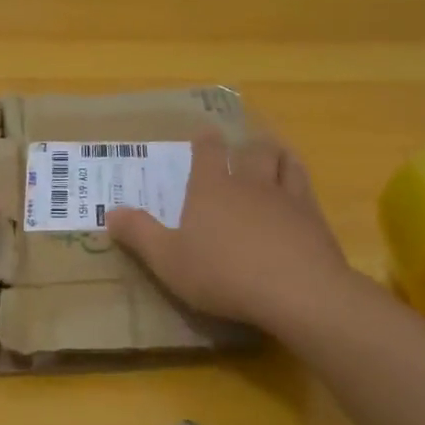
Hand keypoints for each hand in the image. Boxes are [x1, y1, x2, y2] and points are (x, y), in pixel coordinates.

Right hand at [107, 131, 362, 338]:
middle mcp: (249, 183)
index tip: (205, 133)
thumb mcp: (168, 260)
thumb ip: (139, 235)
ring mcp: (286, 197)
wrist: (296, 291)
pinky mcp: (314, 218)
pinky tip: (299, 191)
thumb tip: (110, 212)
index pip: (207, 152)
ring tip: (274, 154)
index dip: (205, 141)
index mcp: (211, 189)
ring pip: (283, 162)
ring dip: (276, 155)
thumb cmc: (223, 274)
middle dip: (245, 146)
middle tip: (242, 145)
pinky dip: (299, 180)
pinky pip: (306, 187)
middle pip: (251, 152)